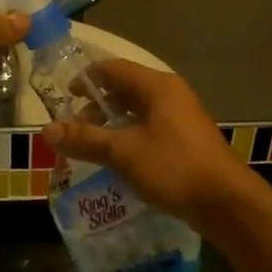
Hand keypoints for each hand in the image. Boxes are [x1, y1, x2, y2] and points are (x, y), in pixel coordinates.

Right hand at [40, 60, 258, 229]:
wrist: (225, 202)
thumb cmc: (174, 167)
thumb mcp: (123, 152)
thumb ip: (85, 139)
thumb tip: (46, 130)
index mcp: (157, 86)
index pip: (113, 68)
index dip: (86, 79)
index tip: (63, 97)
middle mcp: (170, 95)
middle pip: (124, 89)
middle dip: (96, 106)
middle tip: (74, 128)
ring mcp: (180, 118)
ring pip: (137, 112)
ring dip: (112, 125)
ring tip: (90, 146)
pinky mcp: (185, 141)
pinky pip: (149, 130)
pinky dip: (128, 138)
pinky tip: (116, 161)